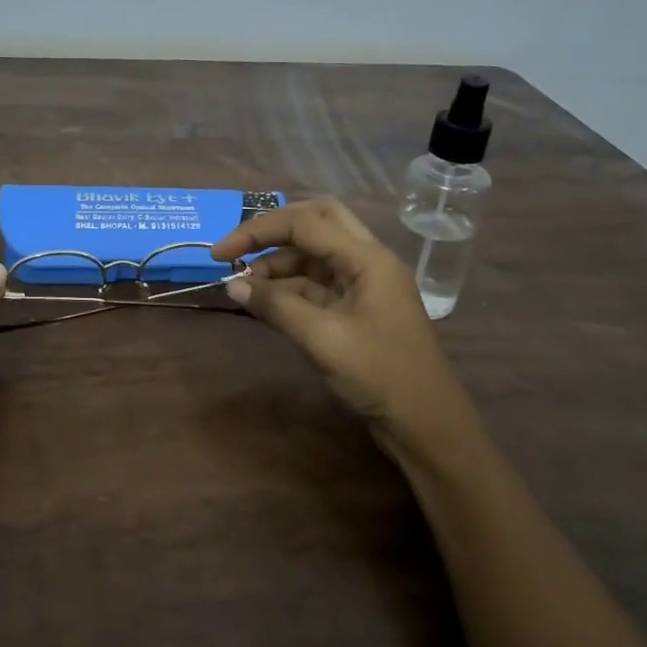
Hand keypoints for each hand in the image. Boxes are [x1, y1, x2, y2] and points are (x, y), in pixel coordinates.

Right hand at [211, 198, 479, 464]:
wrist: (427, 425)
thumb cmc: (380, 376)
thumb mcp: (322, 339)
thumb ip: (276, 306)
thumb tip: (232, 285)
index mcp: (367, 258)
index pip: (305, 223)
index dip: (257, 232)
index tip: (219, 254)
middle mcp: (368, 261)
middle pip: (317, 221)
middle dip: (273, 230)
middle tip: (238, 251)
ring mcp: (365, 284)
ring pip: (316, 253)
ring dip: (279, 261)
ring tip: (245, 285)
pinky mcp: (359, 308)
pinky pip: (319, 282)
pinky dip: (290, 286)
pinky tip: (266, 301)